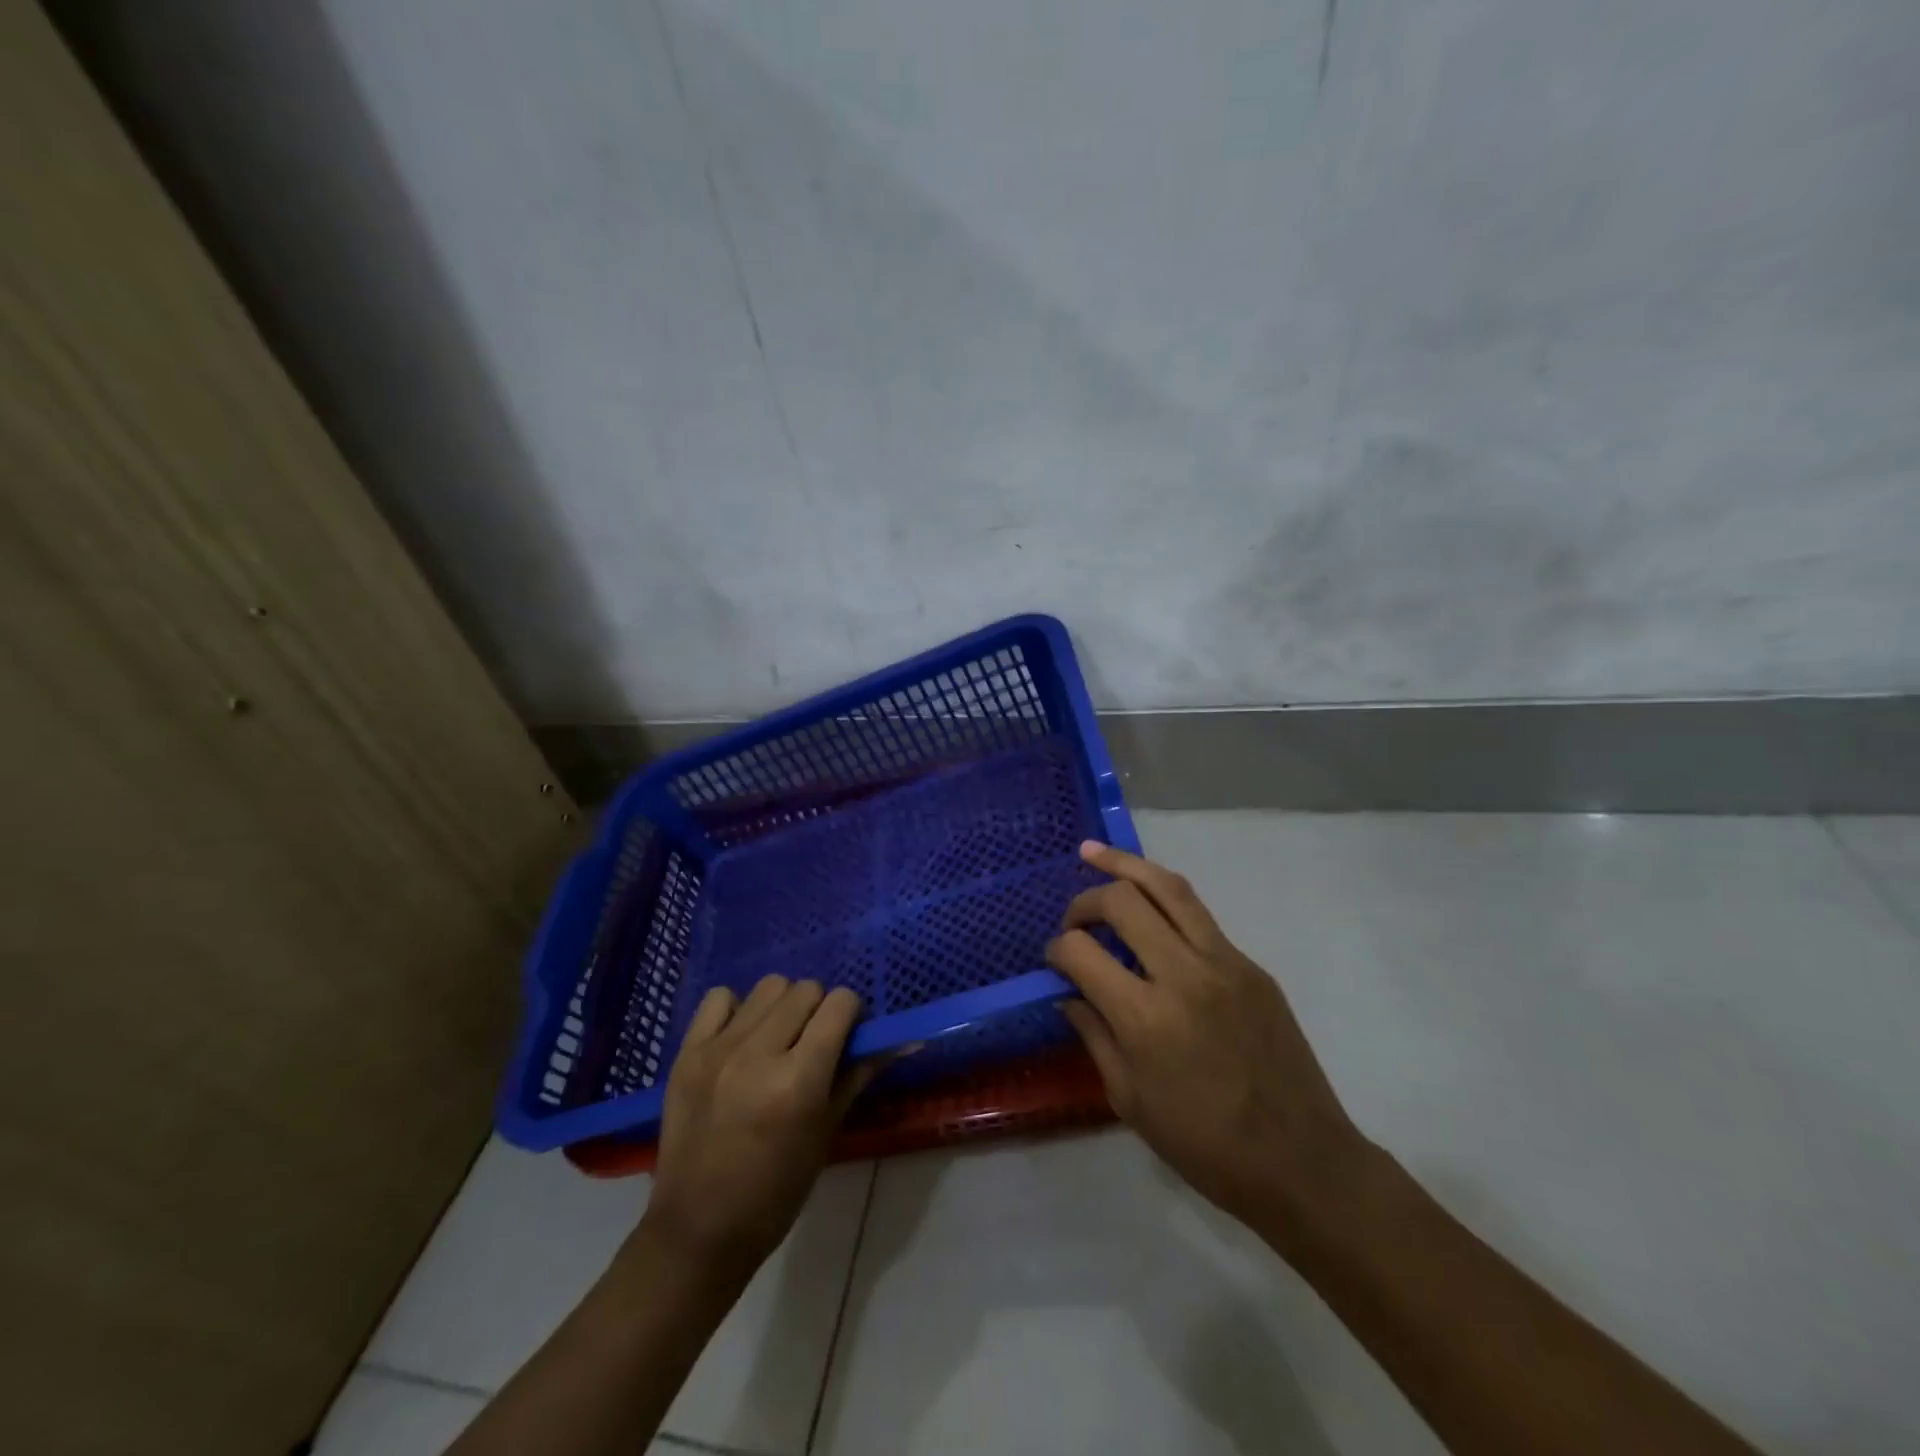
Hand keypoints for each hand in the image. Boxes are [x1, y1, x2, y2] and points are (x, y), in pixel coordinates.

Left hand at [637, 976, 880, 1277]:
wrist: (698, 1230)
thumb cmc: (776, 1192)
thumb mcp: (827, 1132)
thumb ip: (859, 1074)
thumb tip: (904, 1039)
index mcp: (798, 1080)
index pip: (840, 1003)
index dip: (851, 1012)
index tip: (848, 1033)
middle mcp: (759, 1053)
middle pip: (806, 989)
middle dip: (819, 1008)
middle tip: (814, 1041)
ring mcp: (718, 1049)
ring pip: (768, 986)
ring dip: (783, 1005)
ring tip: (777, 1037)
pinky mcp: (687, 1052)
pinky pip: (718, 998)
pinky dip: (737, 1009)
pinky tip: (740, 1038)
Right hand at [1047, 842, 1365, 1241]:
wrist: (1301, 1160)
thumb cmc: (1205, 1145)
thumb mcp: (1130, 1100)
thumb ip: (1093, 1036)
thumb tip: (1069, 994)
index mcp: (1145, 1018)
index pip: (1081, 951)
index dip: (1056, 949)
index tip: (1054, 961)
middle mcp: (1183, 975)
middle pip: (1122, 900)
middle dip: (1085, 901)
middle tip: (1073, 919)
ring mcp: (1224, 962)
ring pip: (1167, 887)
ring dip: (1124, 864)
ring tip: (1093, 852)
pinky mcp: (1250, 964)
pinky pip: (1198, 915)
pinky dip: (1163, 899)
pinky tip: (1146, 904)